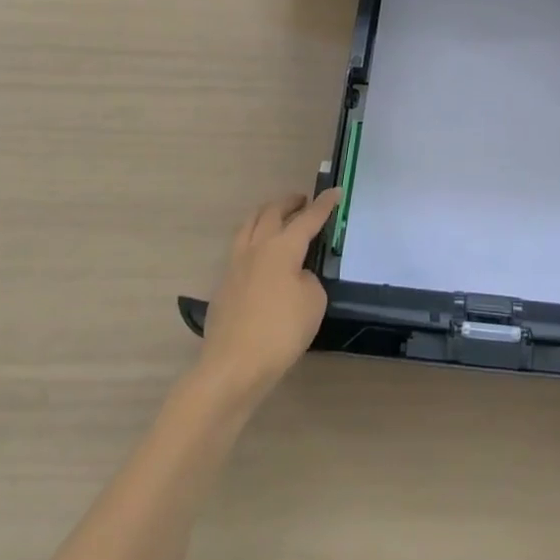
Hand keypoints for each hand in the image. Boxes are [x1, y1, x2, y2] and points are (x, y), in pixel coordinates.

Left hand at [197, 189, 341, 407]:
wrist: (233, 367)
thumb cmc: (280, 332)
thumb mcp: (313, 302)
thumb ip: (309, 279)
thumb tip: (296, 275)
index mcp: (282, 247)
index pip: (308, 218)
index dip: (324, 205)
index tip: (335, 191)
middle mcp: (257, 247)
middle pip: (272, 212)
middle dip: (289, 202)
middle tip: (303, 200)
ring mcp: (235, 265)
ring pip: (249, 224)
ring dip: (266, 214)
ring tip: (276, 216)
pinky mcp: (224, 284)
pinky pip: (239, 247)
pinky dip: (253, 238)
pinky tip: (259, 253)